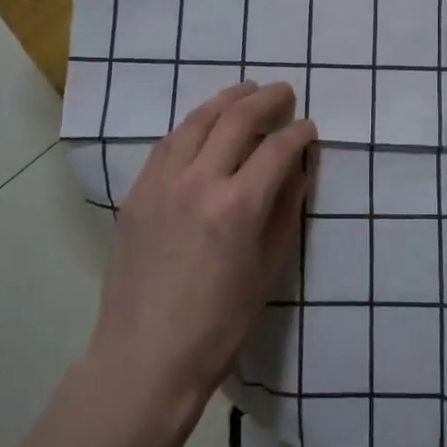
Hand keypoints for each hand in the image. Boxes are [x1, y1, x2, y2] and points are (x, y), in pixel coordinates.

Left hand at [94, 82, 316, 410]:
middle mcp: (198, 182)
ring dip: (224, 101)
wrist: (146, 357)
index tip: (309, 127)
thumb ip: (285, 213)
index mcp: (238, 206)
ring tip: (244, 90)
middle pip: (235, 121)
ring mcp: (161, 184)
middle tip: (283, 91)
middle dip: (265, 100)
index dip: (298, 133)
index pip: (276, 150)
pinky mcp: (137, 194)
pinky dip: (191, 125)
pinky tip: (202, 124)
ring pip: (195, 122)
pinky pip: (167, 144)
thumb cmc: (219, 325)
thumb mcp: (268, 271)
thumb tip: (298, 172)